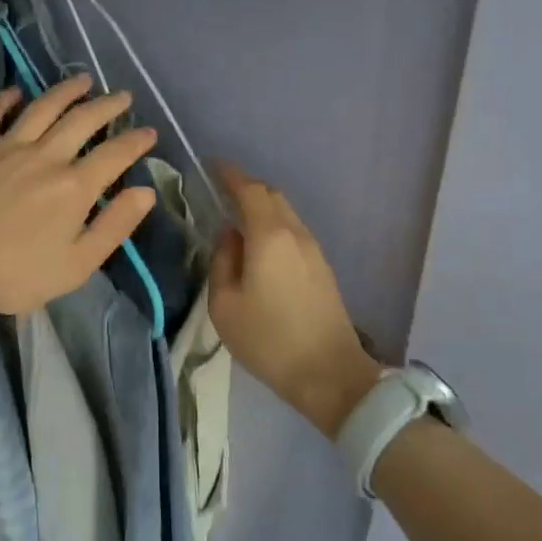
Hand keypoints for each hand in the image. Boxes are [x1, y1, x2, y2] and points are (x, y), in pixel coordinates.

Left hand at [0, 75, 157, 317]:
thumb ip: (114, 226)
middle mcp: (44, 156)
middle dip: (107, 106)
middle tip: (123, 97)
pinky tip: (15, 92)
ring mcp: (5, 148)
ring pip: (41, 108)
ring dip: (65, 91)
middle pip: (82, 121)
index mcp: (73, 187)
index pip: (114, 154)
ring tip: (83, 80)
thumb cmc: (16, 275)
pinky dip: (3, 100)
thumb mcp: (77, 265)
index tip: (150, 132)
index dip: (136, 141)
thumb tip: (145, 192)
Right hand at [210, 163, 381, 437]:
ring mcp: (313, 249)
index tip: (211, 166)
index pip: (248, 189)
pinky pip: (293, 230)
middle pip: (271, 195)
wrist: (330, 374)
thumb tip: (229, 236)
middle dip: (245, 187)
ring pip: (285, 212)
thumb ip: (222, 261)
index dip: (229, 174)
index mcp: (269, 236)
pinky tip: (259, 245)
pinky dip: (273, 224)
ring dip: (261, 206)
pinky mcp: (322, 267)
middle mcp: (295, 233)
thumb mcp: (225, 305)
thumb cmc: (268, 340)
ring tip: (236, 218)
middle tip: (220, 192)